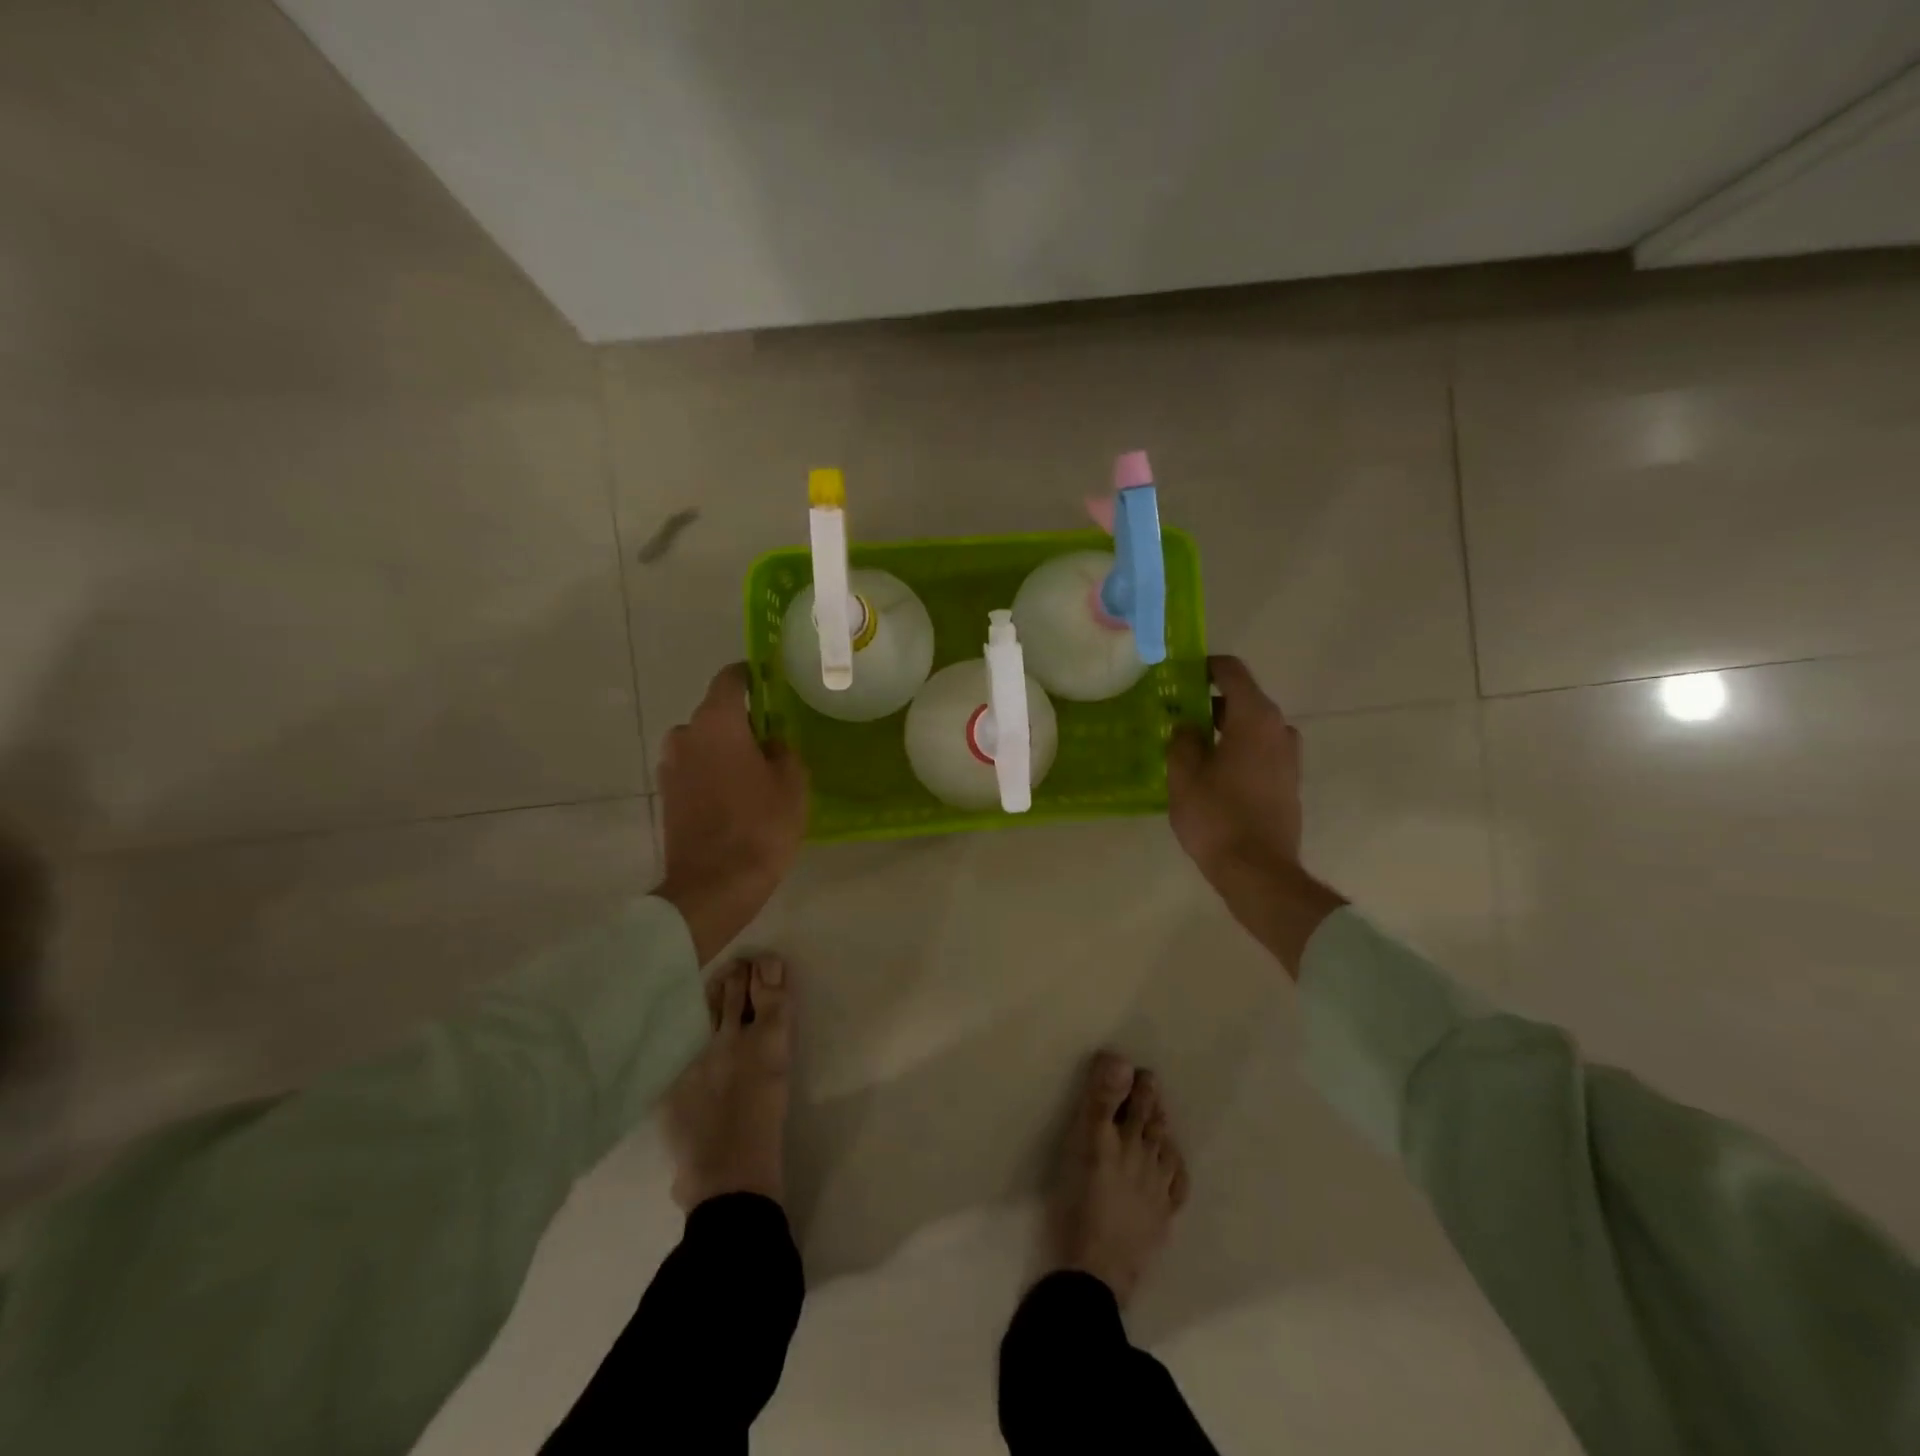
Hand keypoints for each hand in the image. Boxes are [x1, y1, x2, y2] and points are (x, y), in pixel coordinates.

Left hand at [655, 665, 807, 965]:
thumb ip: (783, 750)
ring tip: (753, 772)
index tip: (769, 681)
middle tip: (770, 739)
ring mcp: (670, 767)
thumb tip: (771, 741)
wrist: (714, 885)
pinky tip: (735, 795)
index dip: (750, 676)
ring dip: (724, 749)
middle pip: (714, 714)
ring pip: (702, 744)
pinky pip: (693, 769)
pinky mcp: (666, 795)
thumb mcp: (792, 783)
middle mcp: (685, 735)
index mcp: (717, 723)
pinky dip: (711, 773)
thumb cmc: (761, 826)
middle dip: (740, 721)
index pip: (730, 679)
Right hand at [1166, 656, 1344, 974]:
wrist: (1258, 871)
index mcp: (1254, 718)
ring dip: (1223, 728)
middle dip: (1209, 702)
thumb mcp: (1184, 775)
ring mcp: (1289, 757)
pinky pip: (1259, 751)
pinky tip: (1211, 771)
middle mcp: (1279, 729)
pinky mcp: (1289, 782)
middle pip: (1243, 699)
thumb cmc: (1216, 817)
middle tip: (1175, 714)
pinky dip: (1237, 749)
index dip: (1205, 667)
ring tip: (1190, 745)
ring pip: (1252, 727)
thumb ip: (1183, 740)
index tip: (1179, 675)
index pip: (1231, 671)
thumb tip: (1187, 725)